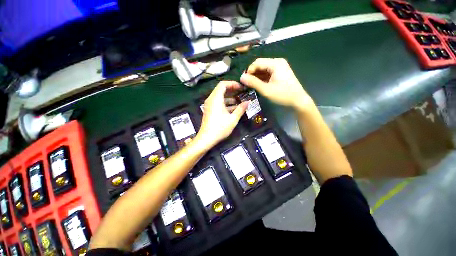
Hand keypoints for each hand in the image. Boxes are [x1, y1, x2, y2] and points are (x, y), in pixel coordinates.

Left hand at [196, 81, 248, 148]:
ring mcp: (209, 105)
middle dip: (232, 90)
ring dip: (230, 98)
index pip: (223, 84)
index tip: (241, 88)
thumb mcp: (233, 119)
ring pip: (220, 97)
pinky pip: (218, 103)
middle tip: (242, 93)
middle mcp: (211, 99)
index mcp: (216, 99)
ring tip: (240, 101)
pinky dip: (226, 103)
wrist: (206, 138)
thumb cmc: (220, 128)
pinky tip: (234, 108)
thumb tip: (248, 102)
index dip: (233, 84)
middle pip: (221, 89)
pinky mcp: (210, 110)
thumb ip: (240, 109)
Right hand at [240, 58, 314, 111]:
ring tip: (250, 85)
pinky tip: (258, 85)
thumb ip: (253, 83)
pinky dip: (262, 78)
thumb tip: (241, 77)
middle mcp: (277, 62)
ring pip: (263, 69)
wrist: (298, 101)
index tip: (243, 80)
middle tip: (246, 83)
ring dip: (256, 76)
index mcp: (275, 63)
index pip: (257, 62)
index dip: (249, 70)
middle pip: (260, 65)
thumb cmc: (283, 95)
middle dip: (252, 74)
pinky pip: (268, 73)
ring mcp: (279, 68)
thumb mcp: (266, 90)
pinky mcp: (280, 73)